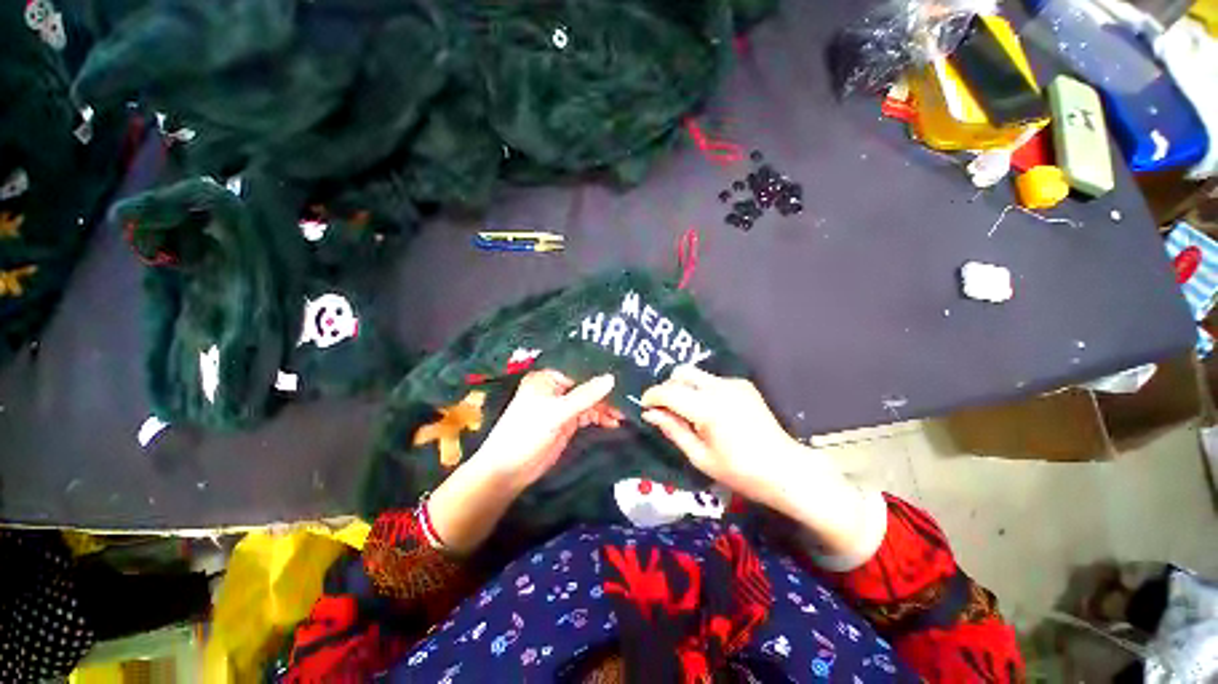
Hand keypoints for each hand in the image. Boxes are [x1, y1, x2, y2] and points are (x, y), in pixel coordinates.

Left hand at [473, 370, 621, 490]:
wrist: (509, 470)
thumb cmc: (527, 433)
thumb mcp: (557, 412)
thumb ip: (585, 396)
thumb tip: (611, 378)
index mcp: (547, 378)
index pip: (579, 370)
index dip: (600, 373)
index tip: (624, 376)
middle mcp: (555, 388)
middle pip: (586, 386)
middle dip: (605, 393)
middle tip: (628, 398)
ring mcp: (561, 406)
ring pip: (589, 401)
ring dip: (605, 407)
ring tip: (624, 413)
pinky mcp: (566, 422)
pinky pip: (587, 415)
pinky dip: (600, 418)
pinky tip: (613, 422)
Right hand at [639, 366, 800, 507]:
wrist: (785, 469)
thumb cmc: (740, 471)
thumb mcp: (700, 457)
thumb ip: (673, 430)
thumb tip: (650, 413)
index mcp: (708, 408)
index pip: (669, 391)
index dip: (651, 396)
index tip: (644, 407)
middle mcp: (720, 387)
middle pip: (681, 372)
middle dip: (667, 387)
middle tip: (666, 410)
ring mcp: (734, 383)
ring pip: (696, 375)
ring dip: (685, 389)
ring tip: (688, 413)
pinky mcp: (743, 384)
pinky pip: (712, 381)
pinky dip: (702, 391)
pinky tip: (711, 412)